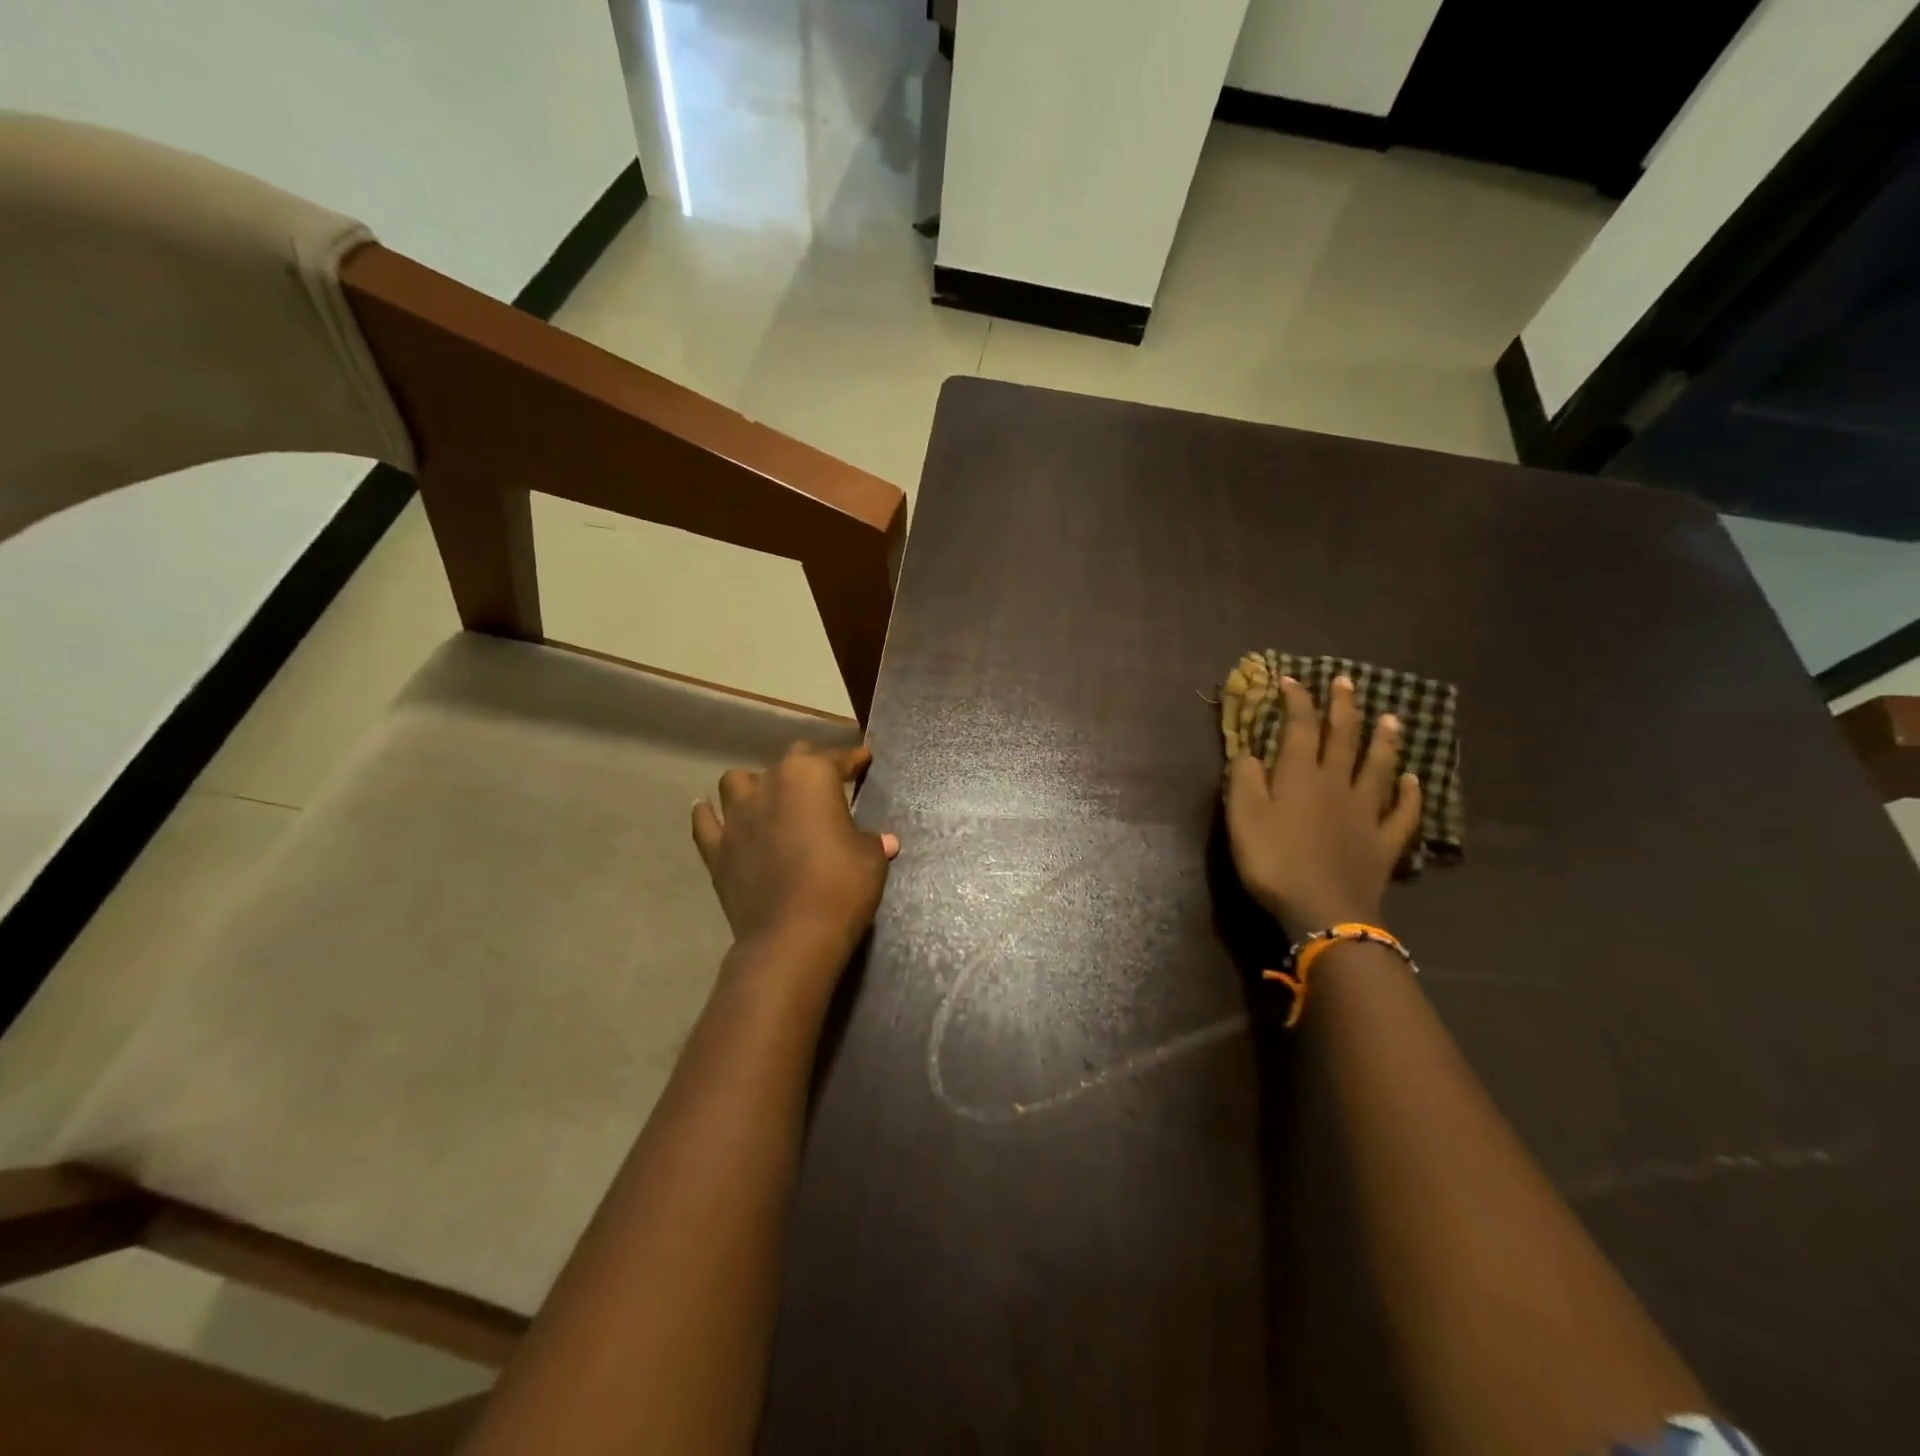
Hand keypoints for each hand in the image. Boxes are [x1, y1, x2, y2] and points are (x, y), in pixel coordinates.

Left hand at [691, 742, 899, 967]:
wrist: (792, 936)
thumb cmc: (841, 886)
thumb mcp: (870, 859)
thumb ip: (872, 841)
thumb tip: (883, 840)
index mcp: (811, 777)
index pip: (837, 759)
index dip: (853, 759)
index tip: (863, 758)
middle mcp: (770, 784)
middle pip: (789, 760)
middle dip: (808, 765)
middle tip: (823, 782)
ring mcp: (736, 815)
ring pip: (737, 781)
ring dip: (754, 785)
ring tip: (768, 798)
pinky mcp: (715, 848)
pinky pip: (706, 820)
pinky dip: (711, 815)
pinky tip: (717, 816)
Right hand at [1224, 674, 1421, 939]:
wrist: (1323, 910)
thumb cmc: (1274, 861)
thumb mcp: (1242, 818)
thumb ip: (1244, 780)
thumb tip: (1250, 753)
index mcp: (1299, 776)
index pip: (1299, 728)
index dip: (1296, 701)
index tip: (1291, 680)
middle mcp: (1336, 785)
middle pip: (1342, 739)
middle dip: (1342, 708)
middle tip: (1346, 681)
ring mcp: (1365, 813)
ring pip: (1378, 768)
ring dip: (1383, 741)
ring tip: (1390, 718)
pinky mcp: (1383, 842)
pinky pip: (1402, 813)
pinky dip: (1411, 795)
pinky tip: (1416, 781)